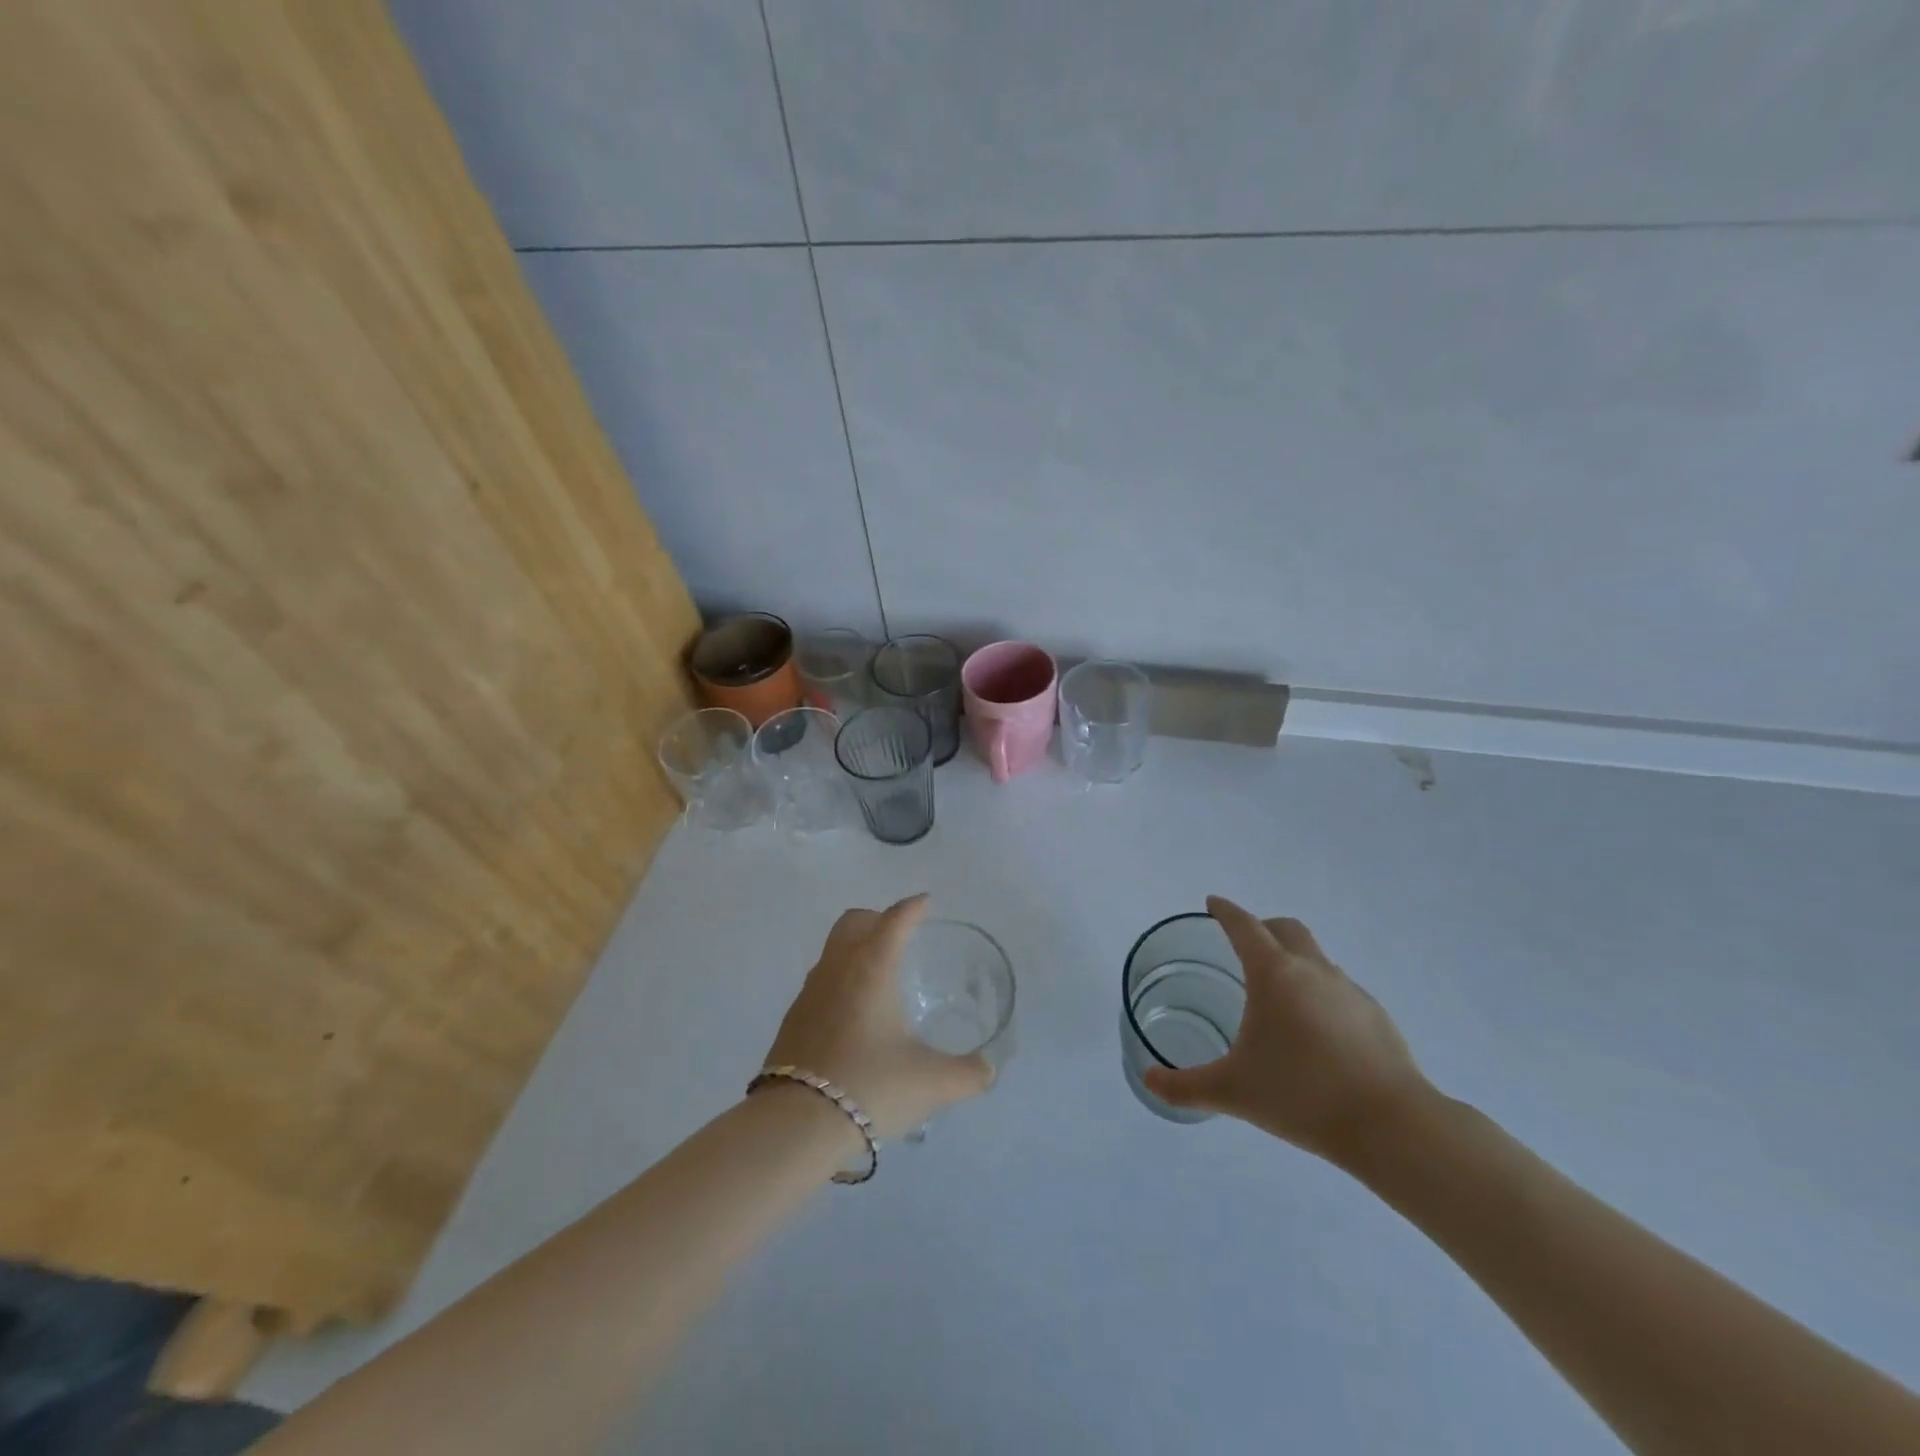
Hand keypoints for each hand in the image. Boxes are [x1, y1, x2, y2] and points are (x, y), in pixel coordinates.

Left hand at [762, 895, 992, 1140]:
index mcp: (871, 968)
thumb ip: (967, 1074)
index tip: (925, 903)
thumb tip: (987, 1071)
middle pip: (853, 922)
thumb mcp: (931, 1083)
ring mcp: (808, 993)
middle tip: (900, 937)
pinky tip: (853, 1018)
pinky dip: (839, 983)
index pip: (894, 920)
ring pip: (832, 952)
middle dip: (877, 920)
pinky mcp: (792, 1021)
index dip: (912, 908)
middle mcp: (837, 969)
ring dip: (855, 951)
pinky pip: (819, 984)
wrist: (796, 1124)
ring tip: (879, 979)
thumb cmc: (871, 1086)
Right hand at [1142, 896, 1434, 1165]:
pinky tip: (1315, 1032)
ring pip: (1316, 957)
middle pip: (1286, 928)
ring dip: (1293, 960)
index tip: (1212, 903)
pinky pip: (1339, 989)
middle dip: (1262, 926)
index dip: (1225, 911)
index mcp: (1273, 974)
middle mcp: (1312, 970)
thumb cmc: (1301, 1096)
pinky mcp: (1376, 1016)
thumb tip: (1148, 1081)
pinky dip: (1319, 993)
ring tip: (1278, 996)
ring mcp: (1349, 990)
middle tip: (1244, 943)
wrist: (1391, 1126)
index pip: (1244, 926)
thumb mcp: (1231, 1092)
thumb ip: (1184, 1086)